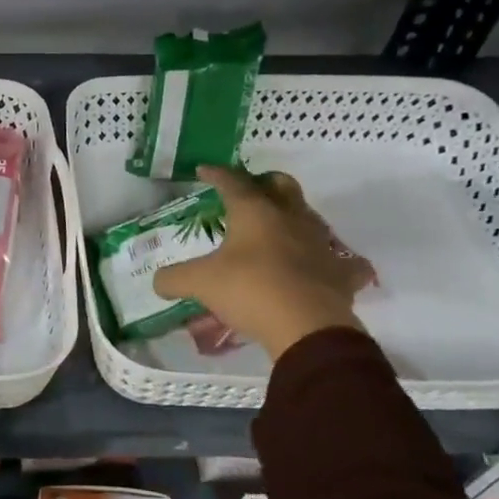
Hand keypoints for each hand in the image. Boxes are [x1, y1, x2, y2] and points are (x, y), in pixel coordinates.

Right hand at [153, 165, 370, 361]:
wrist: (307, 327)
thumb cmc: (249, 290)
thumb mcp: (200, 283)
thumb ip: (174, 279)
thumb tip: (157, 282)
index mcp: (255, 212)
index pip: (232, 182)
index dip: (216, 174)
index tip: (204, 170)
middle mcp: (290, 218)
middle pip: (282, 185)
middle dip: (264, 182)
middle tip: (250, 190)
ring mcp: (320, 243)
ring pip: (309, 216)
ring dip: (293, 217)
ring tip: (278, 229)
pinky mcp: (341, 272)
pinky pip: (340, 261)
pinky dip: (330, 261)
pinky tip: (321, 267)